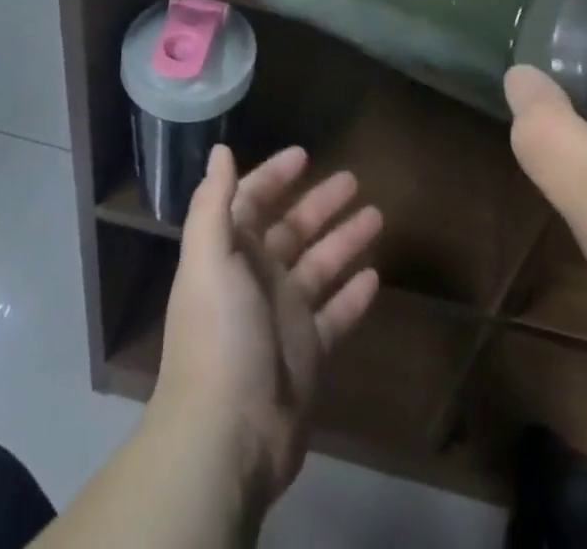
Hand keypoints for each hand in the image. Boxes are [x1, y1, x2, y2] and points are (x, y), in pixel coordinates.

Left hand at [151, 145, 382, 510]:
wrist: (227, 435)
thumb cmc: (219, 333)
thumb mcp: (208, 260)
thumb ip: (213, 203)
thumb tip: (219, 150)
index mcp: (230, 254)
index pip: (252, 202)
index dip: (274, 176)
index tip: (304, 154)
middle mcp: (257, 279)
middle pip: (293, 229)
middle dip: (320, 203)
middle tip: (354, 179)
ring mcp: (284, 317)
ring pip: (320, 266)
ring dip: (344, 241)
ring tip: (377, 214)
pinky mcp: (308, 354)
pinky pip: (336, 314)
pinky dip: (353, 295)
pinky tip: (377, 275)